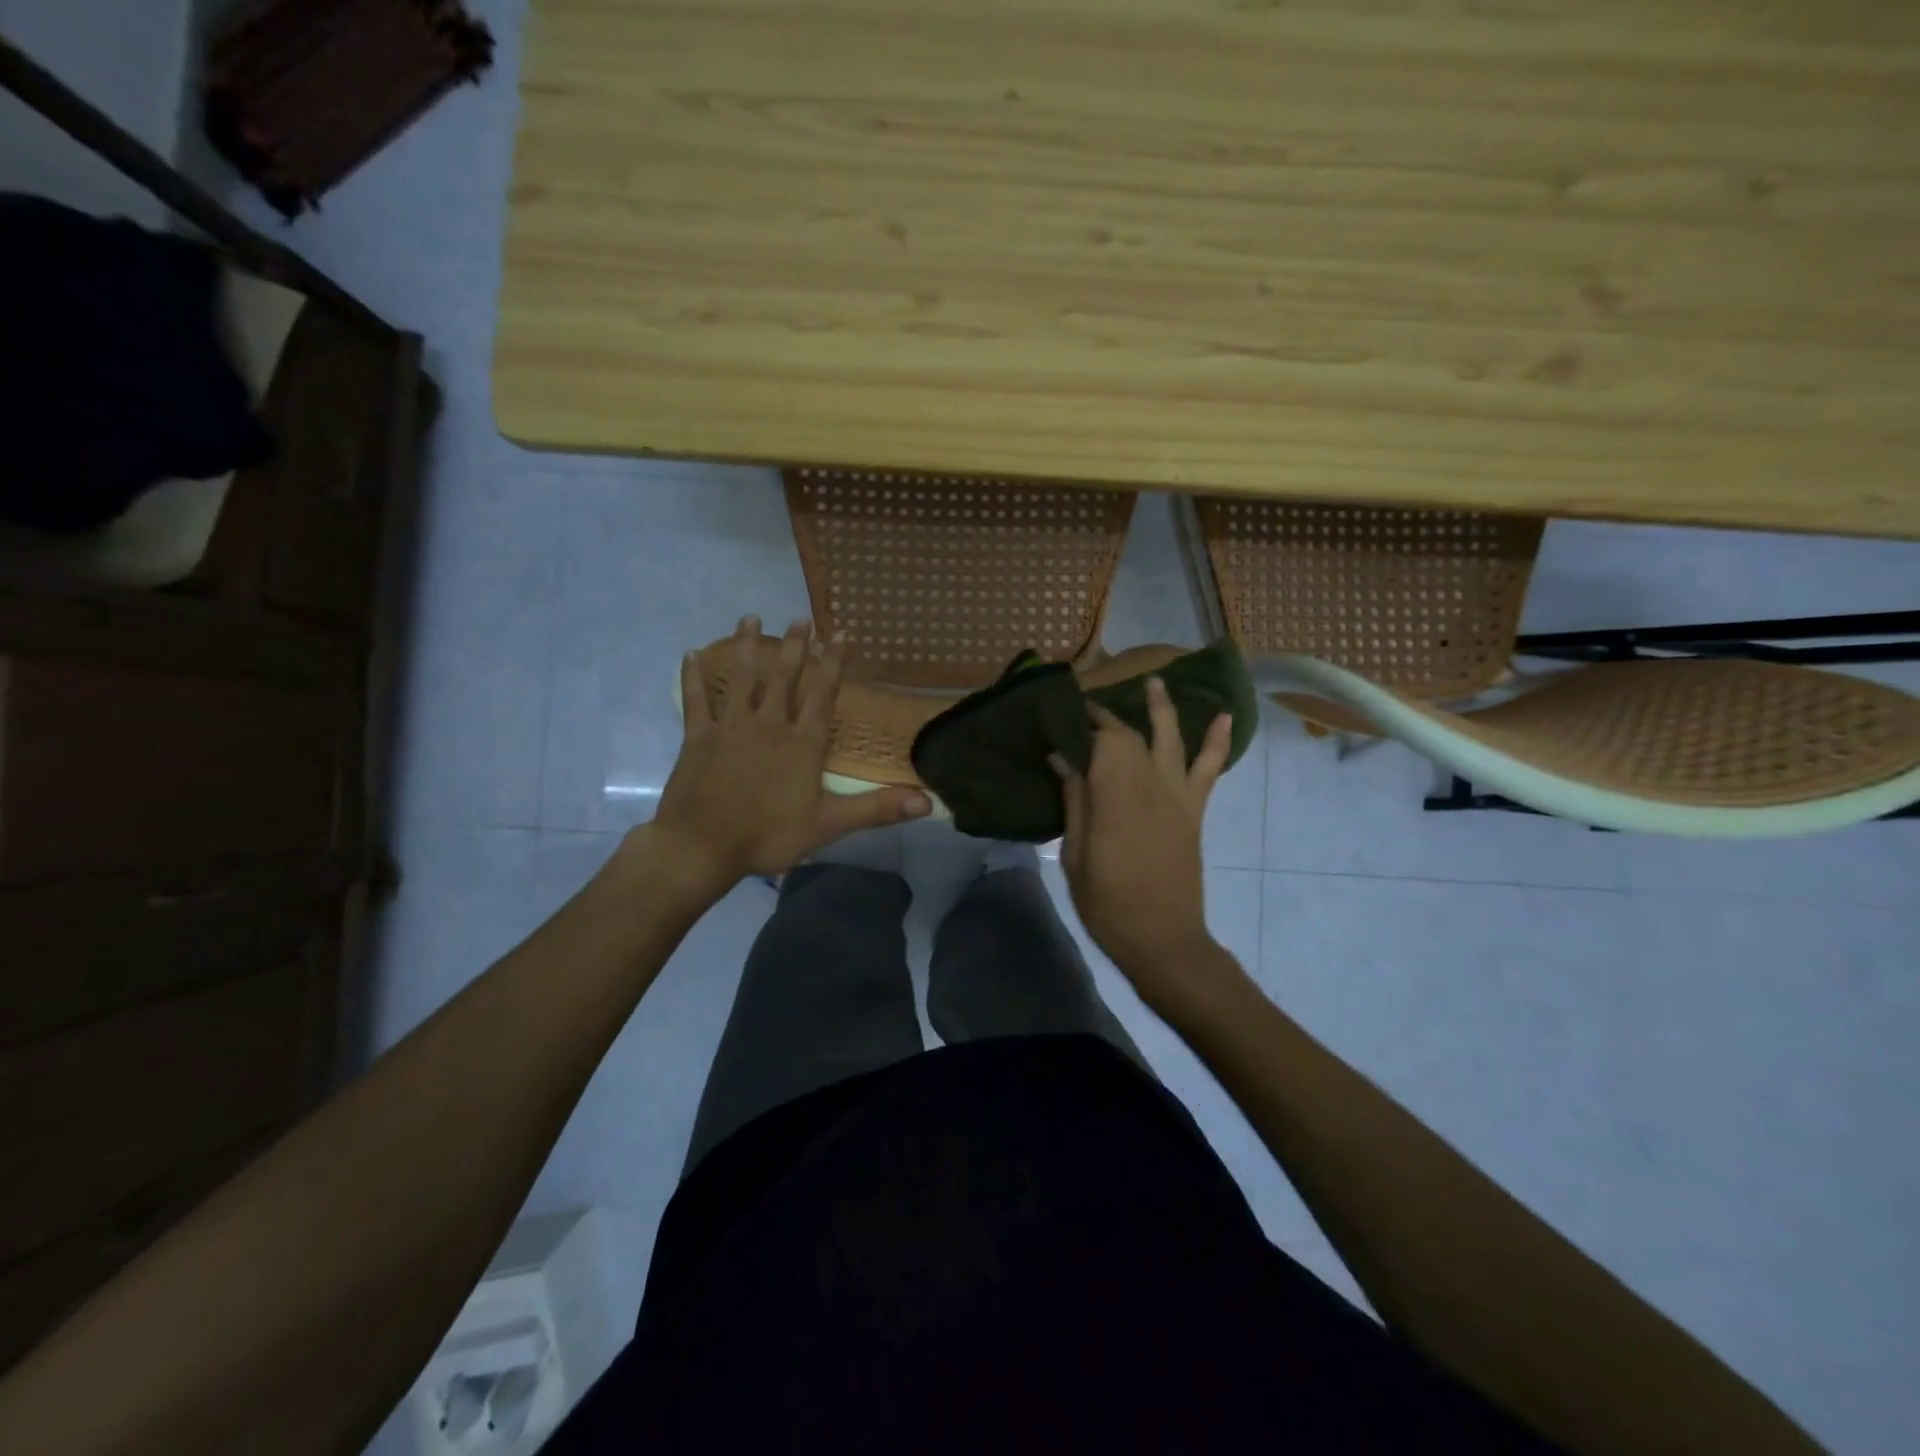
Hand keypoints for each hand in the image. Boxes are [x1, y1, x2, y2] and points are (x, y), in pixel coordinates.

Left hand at [650, 615, 929, 893]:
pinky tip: (690, 654)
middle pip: (784, 676)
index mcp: (802, 742)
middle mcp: (769, 723)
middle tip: (801, 618)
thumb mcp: (830, 825)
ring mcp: (730, 726)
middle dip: (795, 646)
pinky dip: (693, 676)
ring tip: (751, 618)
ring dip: (748, 646)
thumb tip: (928, 802)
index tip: (840, 632)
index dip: (833, 662)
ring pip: (741, 677)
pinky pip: (695, 699)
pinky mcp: (699, 737)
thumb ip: (877, 808)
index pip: (823, 693)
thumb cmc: (769, 835)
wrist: (703, 846)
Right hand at [1053, 678, 1234, 1014]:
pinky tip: (1223, 717)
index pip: (1101, 742)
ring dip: (1162, 708)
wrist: (1163, 939)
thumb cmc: (1108, 904)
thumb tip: (1062, 757)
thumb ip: (1074, 801)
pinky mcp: (1193, 810)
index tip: (1065, 712)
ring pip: (1170, 739)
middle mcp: (1148, 787)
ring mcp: (1177, 796)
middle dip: (1109, 716)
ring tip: (1154, 682)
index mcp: (1114, 798)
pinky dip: (1217, 742)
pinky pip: (1209, 769)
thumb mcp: (1075, 855)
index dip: (1084, 723)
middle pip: (1130, 736)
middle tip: (1088, 705)